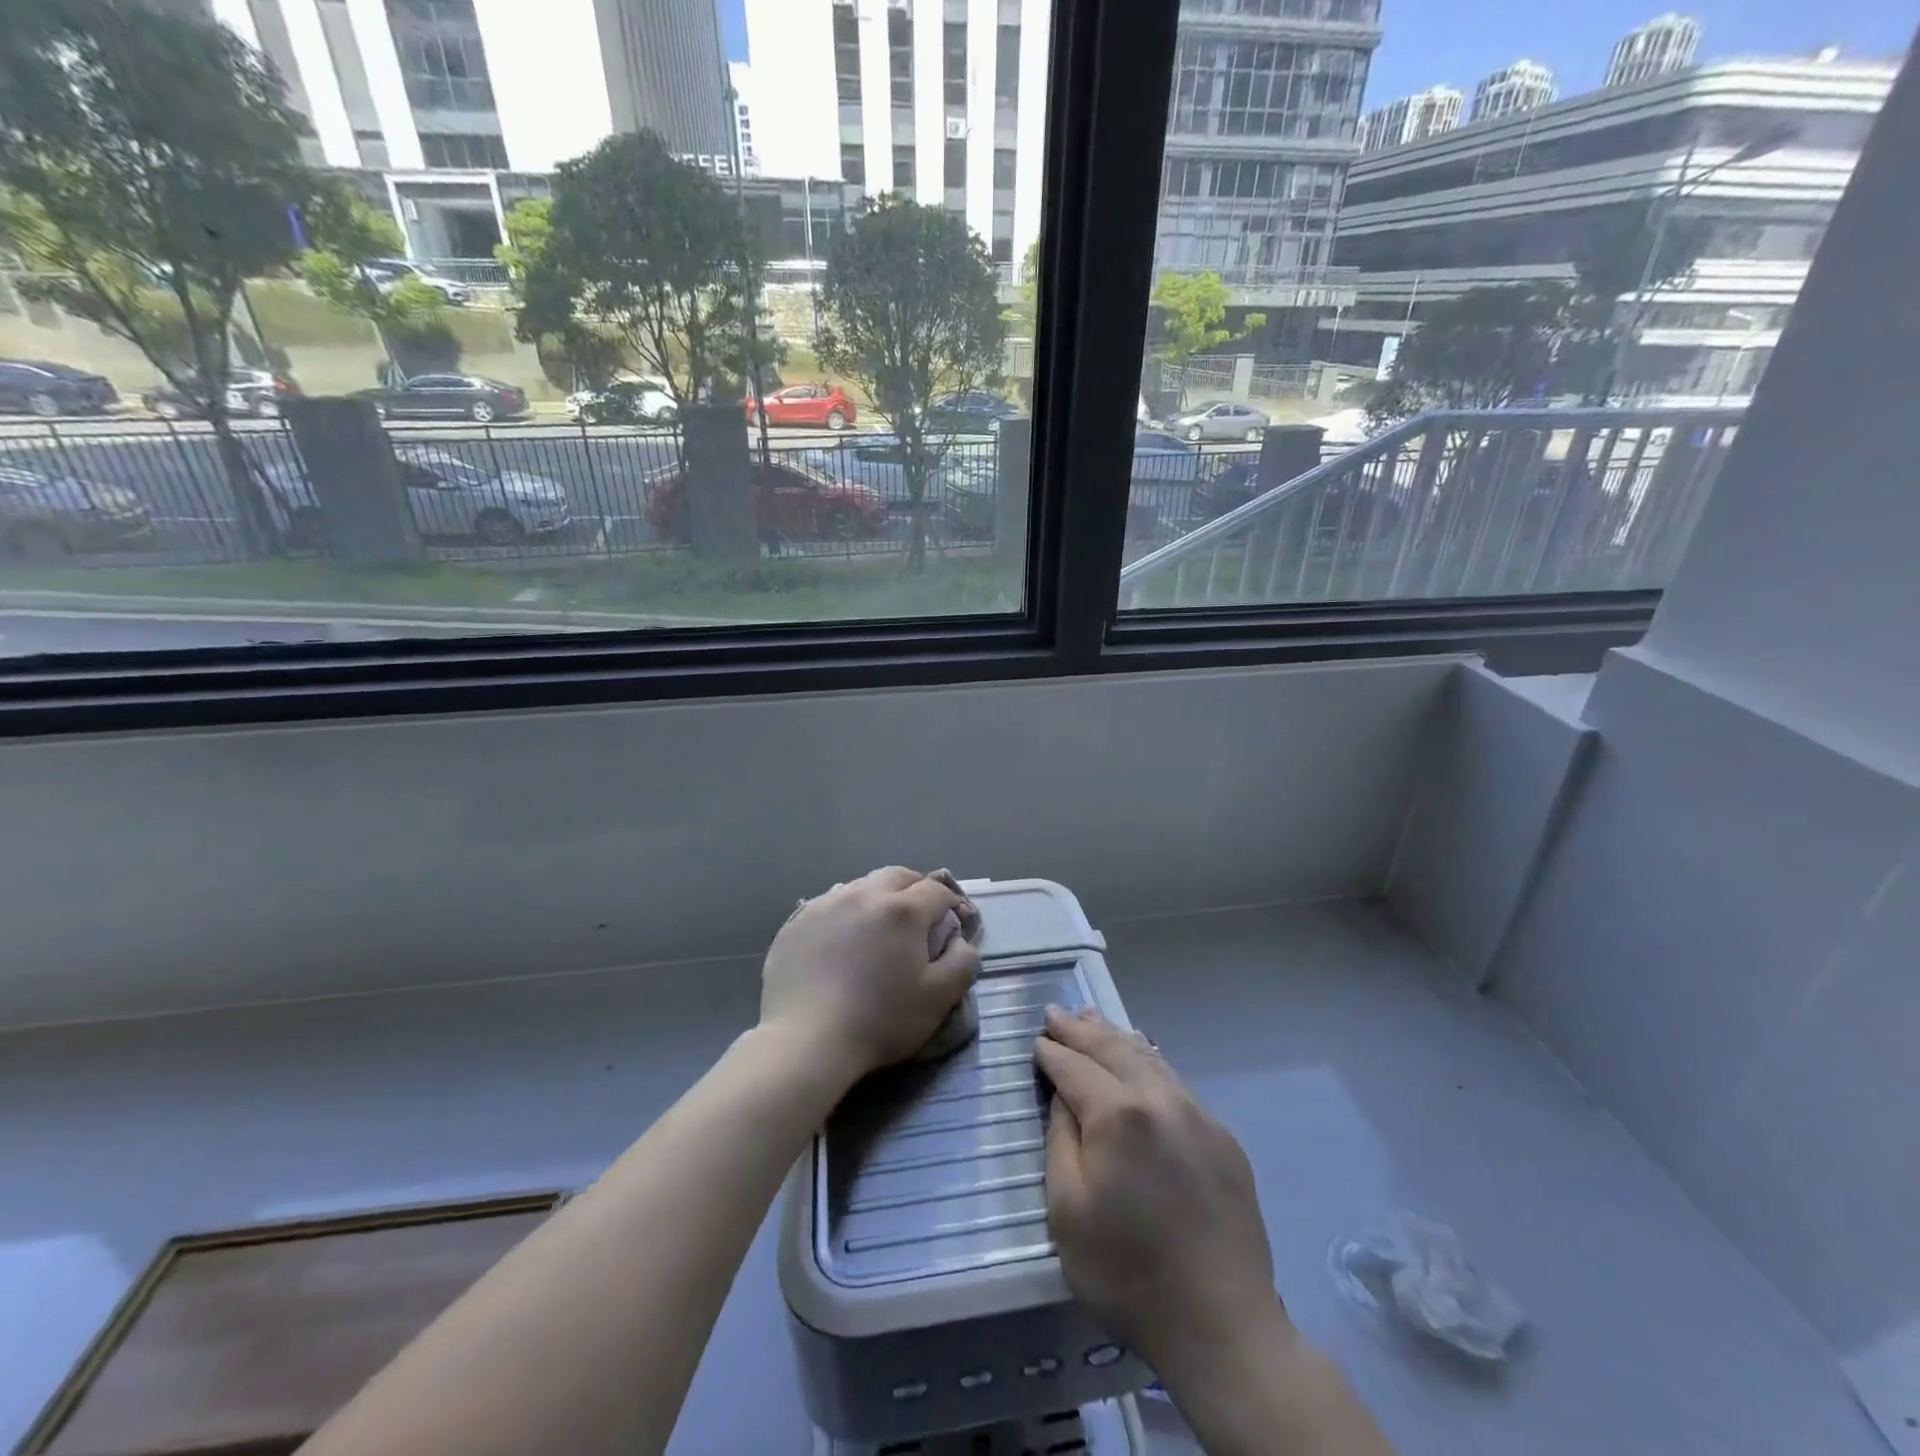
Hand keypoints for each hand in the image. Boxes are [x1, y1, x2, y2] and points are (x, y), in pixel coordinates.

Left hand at [761, 867, 979, 1085]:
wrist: (806, 1041)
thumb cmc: (880, 1020)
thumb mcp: (939, 998)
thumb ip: (963, 962)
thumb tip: (960, 941)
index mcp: (903, 910)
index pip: (936, 890)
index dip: (949, 903)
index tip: (949, 924)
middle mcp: (865, 894)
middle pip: (898, 876)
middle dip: (914, 889)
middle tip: (917, 919)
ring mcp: (826, 904)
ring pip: (861, 886)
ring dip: (877, 898)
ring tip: (877, 929)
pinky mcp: (798, 921)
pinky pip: (830, 904)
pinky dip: (844, 913)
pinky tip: (841, 941)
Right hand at [1035, 1006, 1285, 1374]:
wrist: (1223, 1325)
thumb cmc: (1128, 1274)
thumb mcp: (1067, 1212)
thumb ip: (1061, 1141)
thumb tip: (1065, 1097)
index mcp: (1118, 1115)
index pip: (1074, 1068)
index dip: (1052, 1052)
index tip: (1036, 1039)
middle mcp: (1160, 1099)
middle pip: (1112, 1049)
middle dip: (1080, 1029)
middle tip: (1056, 1011)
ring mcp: (1197, 1114)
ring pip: (1148, 1057)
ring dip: (1114, 1036)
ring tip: (1092, 1017)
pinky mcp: (1222, 1137)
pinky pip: (1176, 1081)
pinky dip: (1148, 1060)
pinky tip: (1141, 1057)